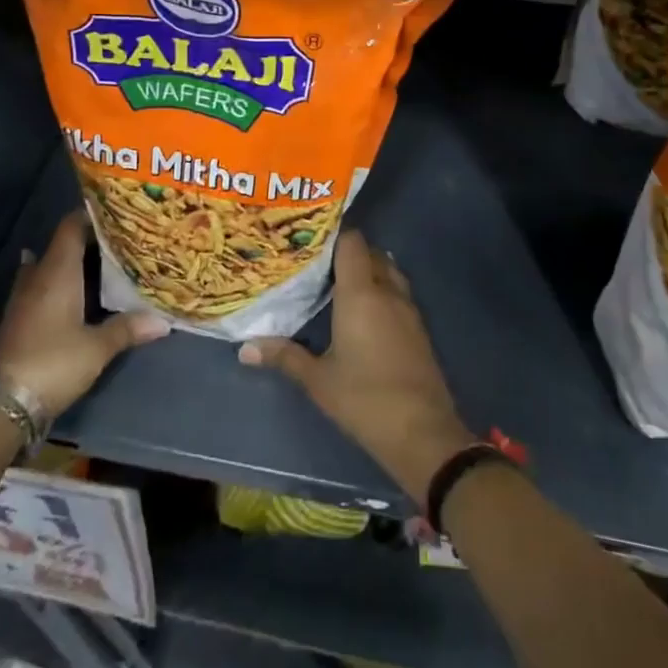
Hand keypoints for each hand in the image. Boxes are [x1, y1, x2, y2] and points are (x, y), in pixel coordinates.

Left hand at [0, 213, 168, 415]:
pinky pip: (41, 286)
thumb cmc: (53, 362)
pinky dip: (59, 283)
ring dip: (71, 263)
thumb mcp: (97, 348)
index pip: (71, 227)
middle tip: (120, 241)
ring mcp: (24, 297)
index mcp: (58, 272)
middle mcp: (38, 276)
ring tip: (101, 264)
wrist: (1, 402)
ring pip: (49, 266)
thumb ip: (127, 329)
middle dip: (88, 240)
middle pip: (62, 245)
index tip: (118, 212)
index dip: (92, 215)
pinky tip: (75, 292)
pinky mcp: (19, 318)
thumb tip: (163, 321)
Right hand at [239, 230, 475, 504]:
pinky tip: (363, 311)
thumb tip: (245, 348)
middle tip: (318, 263)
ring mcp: (408, 309)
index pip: (352, 242)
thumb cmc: (364, 399)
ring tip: (337, 283)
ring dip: (367, 270)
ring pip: (388, 271)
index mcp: (361, 293)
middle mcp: (387, 291)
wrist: (422, 432)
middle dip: (347, 253)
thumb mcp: (318, 379)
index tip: (309, 239)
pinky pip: (398, 293)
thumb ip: (284, 356)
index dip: (333, 235)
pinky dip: (381, 291)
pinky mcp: (419, 328)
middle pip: (370, 253)